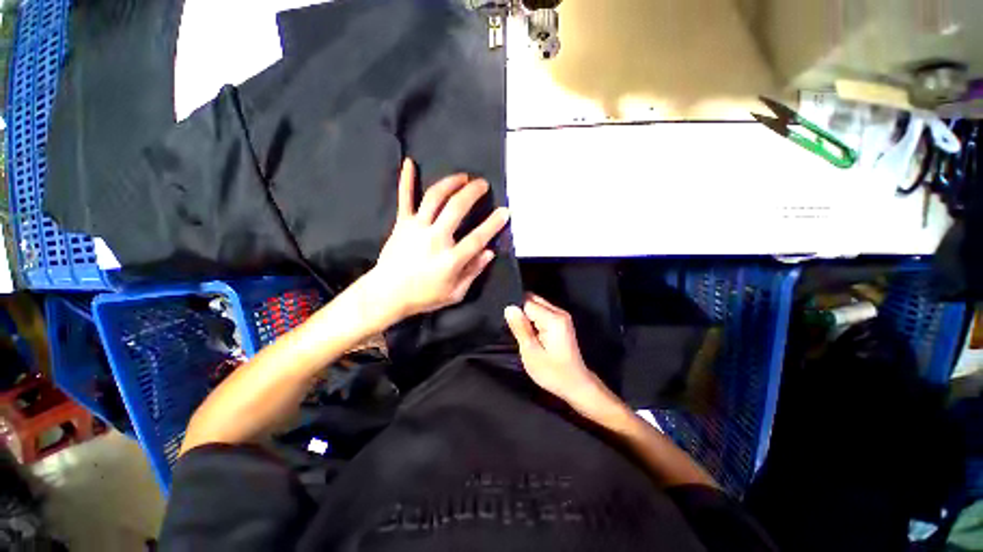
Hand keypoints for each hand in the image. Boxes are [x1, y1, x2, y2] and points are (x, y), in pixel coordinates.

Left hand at [364, 158, 509, 326]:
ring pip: (434, 198)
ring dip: (450, 183)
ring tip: (462, 177)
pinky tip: (409, 163)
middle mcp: (434, 239)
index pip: (477, 237)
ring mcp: (416, 228)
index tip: (504, 211)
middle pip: (456, 208)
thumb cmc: (423, 296)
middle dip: (472, 192)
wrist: (386, 294)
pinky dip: (406, 180)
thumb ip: (473, 272)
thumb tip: (489, 253)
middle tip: (483, 184)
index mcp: (450, 259)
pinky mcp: (401, 224)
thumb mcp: (455, 293)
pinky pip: (404, 199)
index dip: (493, 224)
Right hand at [504, 294, 607, 408]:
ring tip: (523, 333)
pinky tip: (532, 334)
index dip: (516, 312)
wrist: (576, 385)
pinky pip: (543, 312)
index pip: (527, 302)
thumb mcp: (531, 352)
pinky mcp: (562, 322)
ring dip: (527, 316)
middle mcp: (559, 312)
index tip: (513, 327)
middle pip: (533, 300)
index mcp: (553, 318)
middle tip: (516, 330)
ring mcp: (562, 317)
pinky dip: (534, 319)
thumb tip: (509, 308)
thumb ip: (520, 327)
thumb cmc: (553, 372)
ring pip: (537, 305)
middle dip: (521, 311)